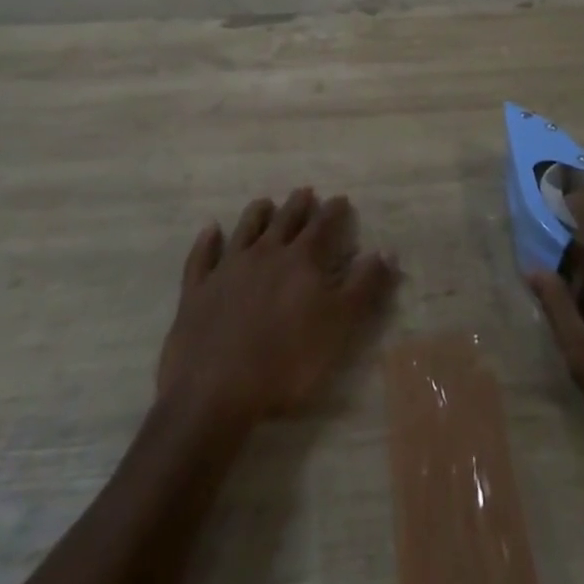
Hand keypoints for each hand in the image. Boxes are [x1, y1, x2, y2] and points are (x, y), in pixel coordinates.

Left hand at [157, 188, 397, 428]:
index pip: (322, 226)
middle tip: (305, 191)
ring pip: (245, 230)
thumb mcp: (339, 326)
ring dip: (257, 213)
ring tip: (265, 202)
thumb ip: (364, 287)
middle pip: (285, 221)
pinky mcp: (197, 291)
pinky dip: (207, 241)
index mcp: (301, 261)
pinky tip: (210, 230)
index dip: (333, 212)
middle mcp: (265, 254)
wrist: (215, 392)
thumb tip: (386, 251)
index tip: (341, 199)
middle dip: (298, 205)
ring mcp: (228, 269)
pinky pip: (202, 257)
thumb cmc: (286, 362)